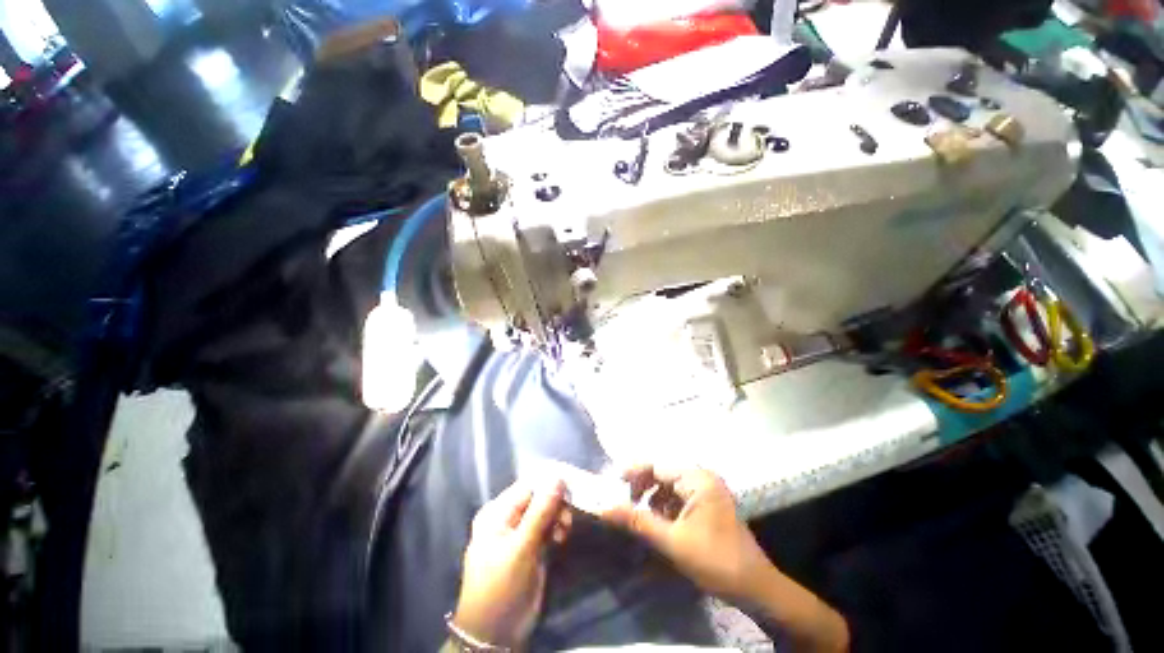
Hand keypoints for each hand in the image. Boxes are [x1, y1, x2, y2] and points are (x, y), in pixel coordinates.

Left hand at [452, 480, 571, 649]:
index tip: (571, 489)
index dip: (550, 485)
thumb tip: (558, 478)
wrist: (496, 634)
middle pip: (538, 498)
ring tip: (564, 532)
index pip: (528, 486)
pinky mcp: (531, 547)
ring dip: (558, 517)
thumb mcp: (521, 548)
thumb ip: (540, 512)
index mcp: (497, 512)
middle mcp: (507, 518)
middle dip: (555, 504)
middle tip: (568, 518)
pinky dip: (557, 529)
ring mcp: (520, 533)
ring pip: (545, 512)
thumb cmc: (502, 587)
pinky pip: (547, 528)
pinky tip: (561, 539)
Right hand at [598, 465, 772, 603]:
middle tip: (627, 502)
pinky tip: (661, 522)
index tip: (614, 483)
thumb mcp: (672, 541)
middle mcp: (703, 478)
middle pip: (664, 473)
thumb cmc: (715, 560)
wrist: (756, 588)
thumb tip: (605, 509)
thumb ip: (638, 521)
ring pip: (671, 485)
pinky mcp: (710, 504)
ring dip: (654, 497)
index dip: (635, 472)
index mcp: (697, 479)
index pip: (657, 465)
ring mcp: (708, 491)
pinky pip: (681, 496)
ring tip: (642, 514)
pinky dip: (667, 506)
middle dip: (644, 486)